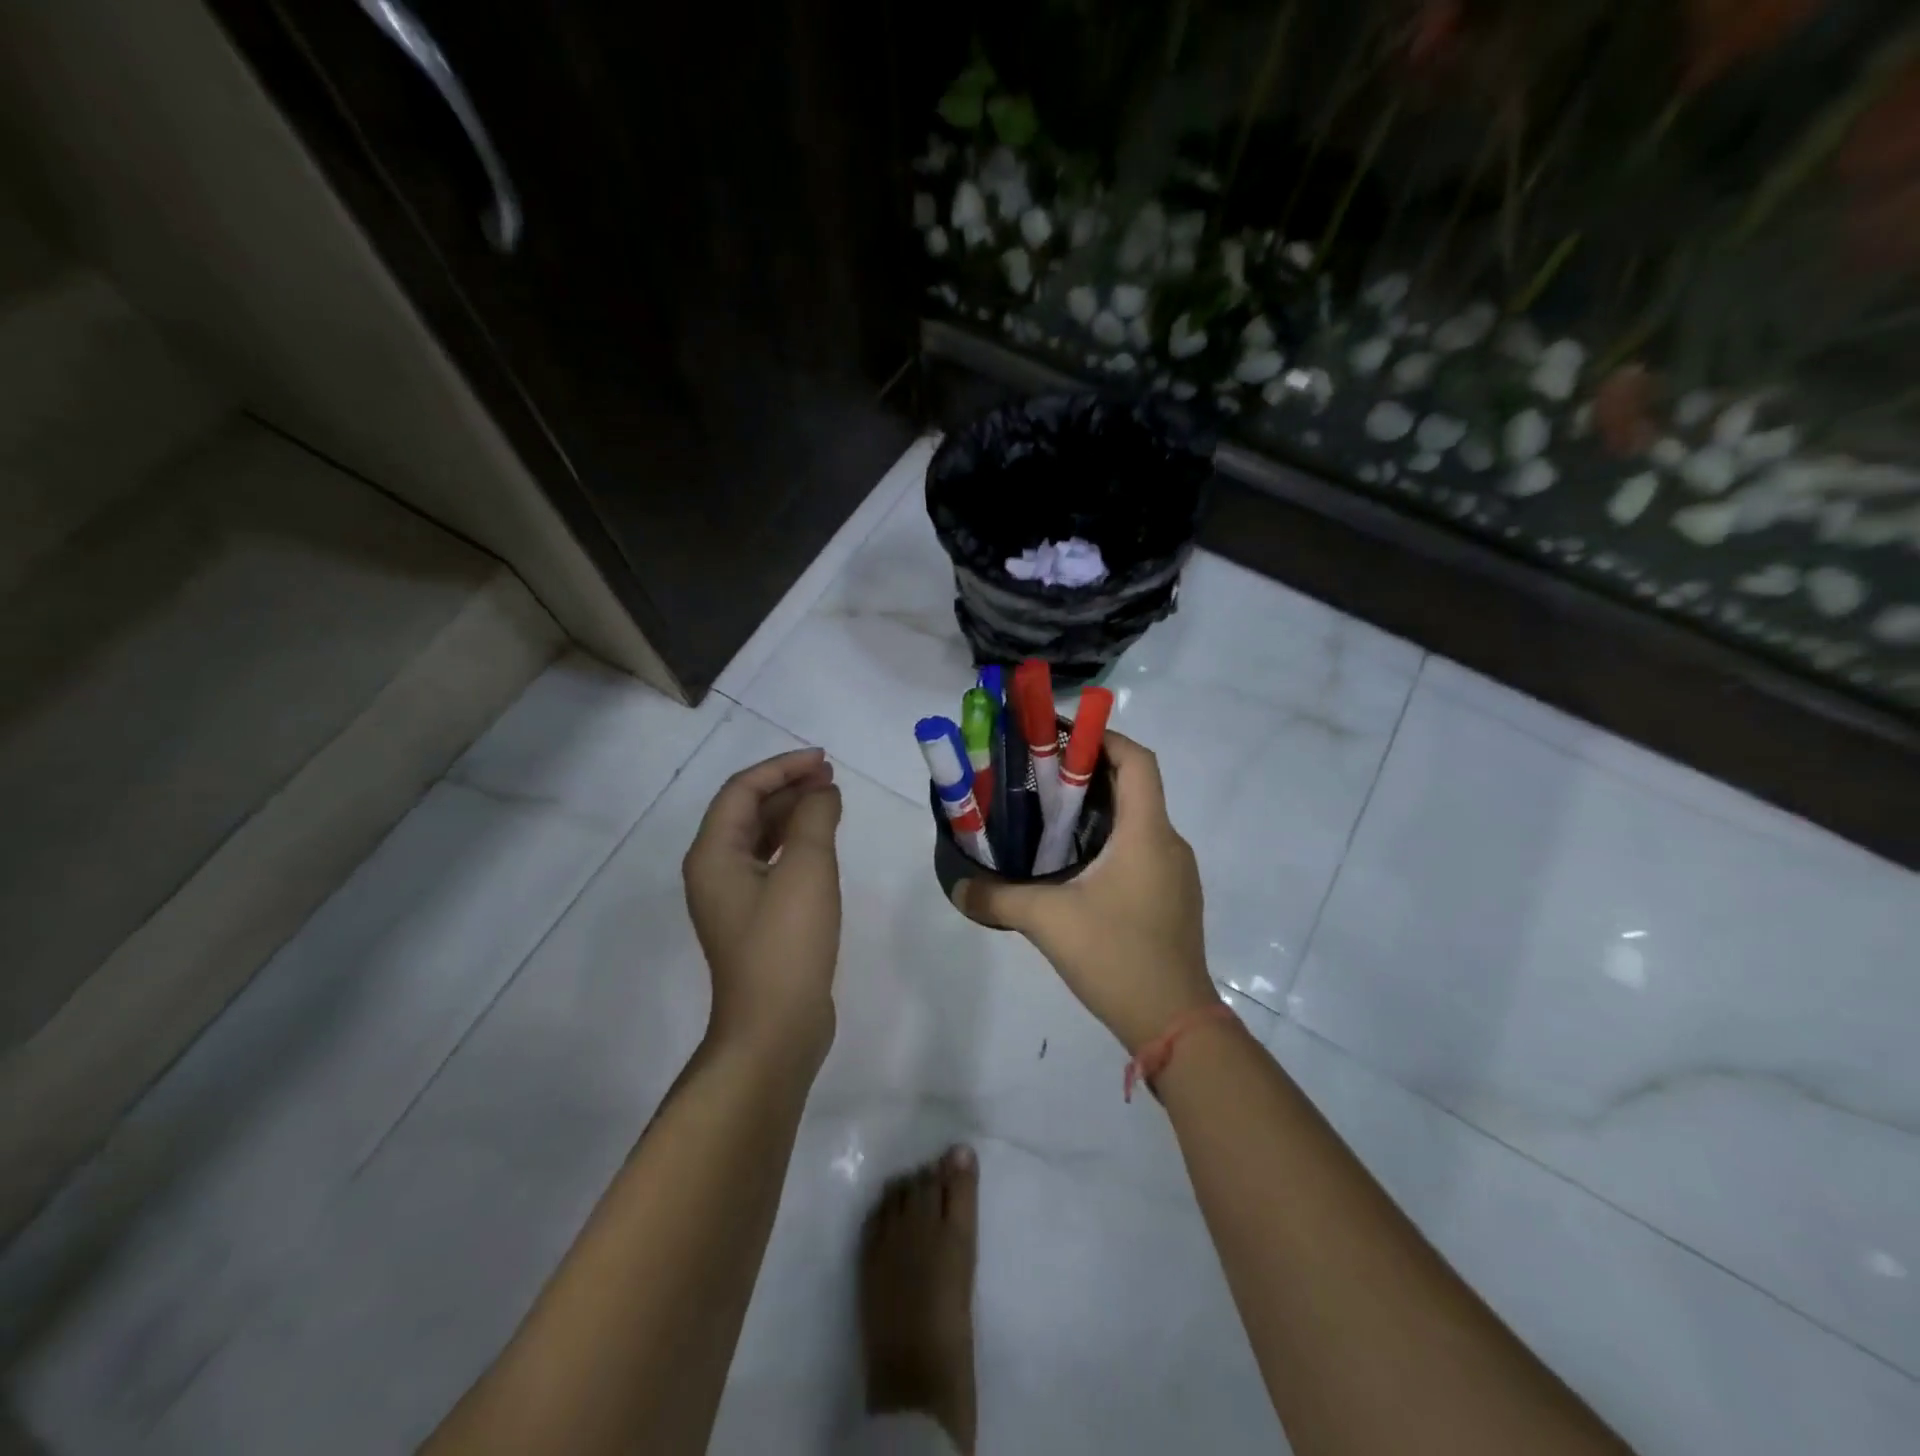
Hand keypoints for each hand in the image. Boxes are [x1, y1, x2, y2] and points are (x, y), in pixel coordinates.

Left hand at [683, 748, 842, 1066]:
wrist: (774, 1028)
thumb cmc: (786, 943)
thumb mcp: (807, 870)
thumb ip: (815, 818)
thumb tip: (822, 791)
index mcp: (713, 854)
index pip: (742, 791)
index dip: (782, 768)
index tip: (823, 760)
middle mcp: (714, 870)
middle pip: (747, 811)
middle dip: (788, 787)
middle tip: (830, 776)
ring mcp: (733, 898)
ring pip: (760, 838)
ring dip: (793, 813)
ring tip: (831, 800)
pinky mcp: (754, 919)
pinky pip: (771, 864)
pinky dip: (796, 844)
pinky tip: (823, 842)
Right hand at [953, 733, 1217, 1051]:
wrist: (1174, 1023)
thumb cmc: (1116, 955)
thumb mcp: (1048, 921)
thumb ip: (997, 898)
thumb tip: (958, 887)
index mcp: (1147, 833)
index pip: (1137, 761)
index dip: (1104, 739)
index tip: (1063, 739)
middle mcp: (1169, 843)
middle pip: (1136, 787)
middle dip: (1091, 774)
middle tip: (1042, 778)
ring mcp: (1176, 873)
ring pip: (1139, 821)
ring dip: (1100, 811)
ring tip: (1052, 818)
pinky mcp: (1173, 898)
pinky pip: (1143, 850)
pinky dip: (1112, 842)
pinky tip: (1078, 868)